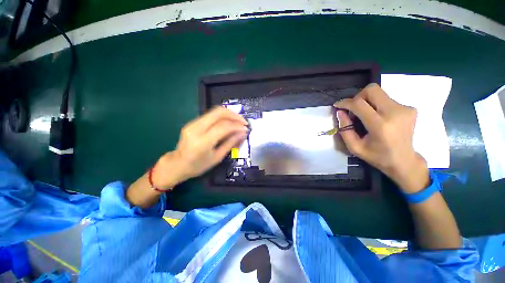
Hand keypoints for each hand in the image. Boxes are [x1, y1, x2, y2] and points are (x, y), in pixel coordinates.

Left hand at [151, 107, 248, 189]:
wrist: (177, 164)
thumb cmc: (198, 166)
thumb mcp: (217, 157)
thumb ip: (230, 143)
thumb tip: (243, 134)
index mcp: (202, 142)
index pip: (223, 127)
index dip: (237, 126)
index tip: (246, 129)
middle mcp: (196, 129)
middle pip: (218, 113)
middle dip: (234, 115)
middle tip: (243, 122)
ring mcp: (192, 123)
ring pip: (214, 111)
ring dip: (229, 114)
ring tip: (238, 121)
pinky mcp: (192, 122)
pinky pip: (210, 115)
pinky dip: (222, 117)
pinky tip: (228, 122)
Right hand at [334, 83, 428, 192]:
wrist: (404, 161)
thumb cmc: (377, 156)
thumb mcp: (354, 147)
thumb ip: (345, 129)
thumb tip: (340, 112)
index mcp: (381, 126)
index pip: (359, 104)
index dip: (345, 102)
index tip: (338, 105)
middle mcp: (395, 113)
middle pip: (372, 90)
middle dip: (358, 97)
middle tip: (353, 109)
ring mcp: (405, 109)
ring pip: (379, 93)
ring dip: (367, 101)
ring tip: (365, 115)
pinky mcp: (409, 108)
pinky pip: (387, 99)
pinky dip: (377, 105)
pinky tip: (377, 118)